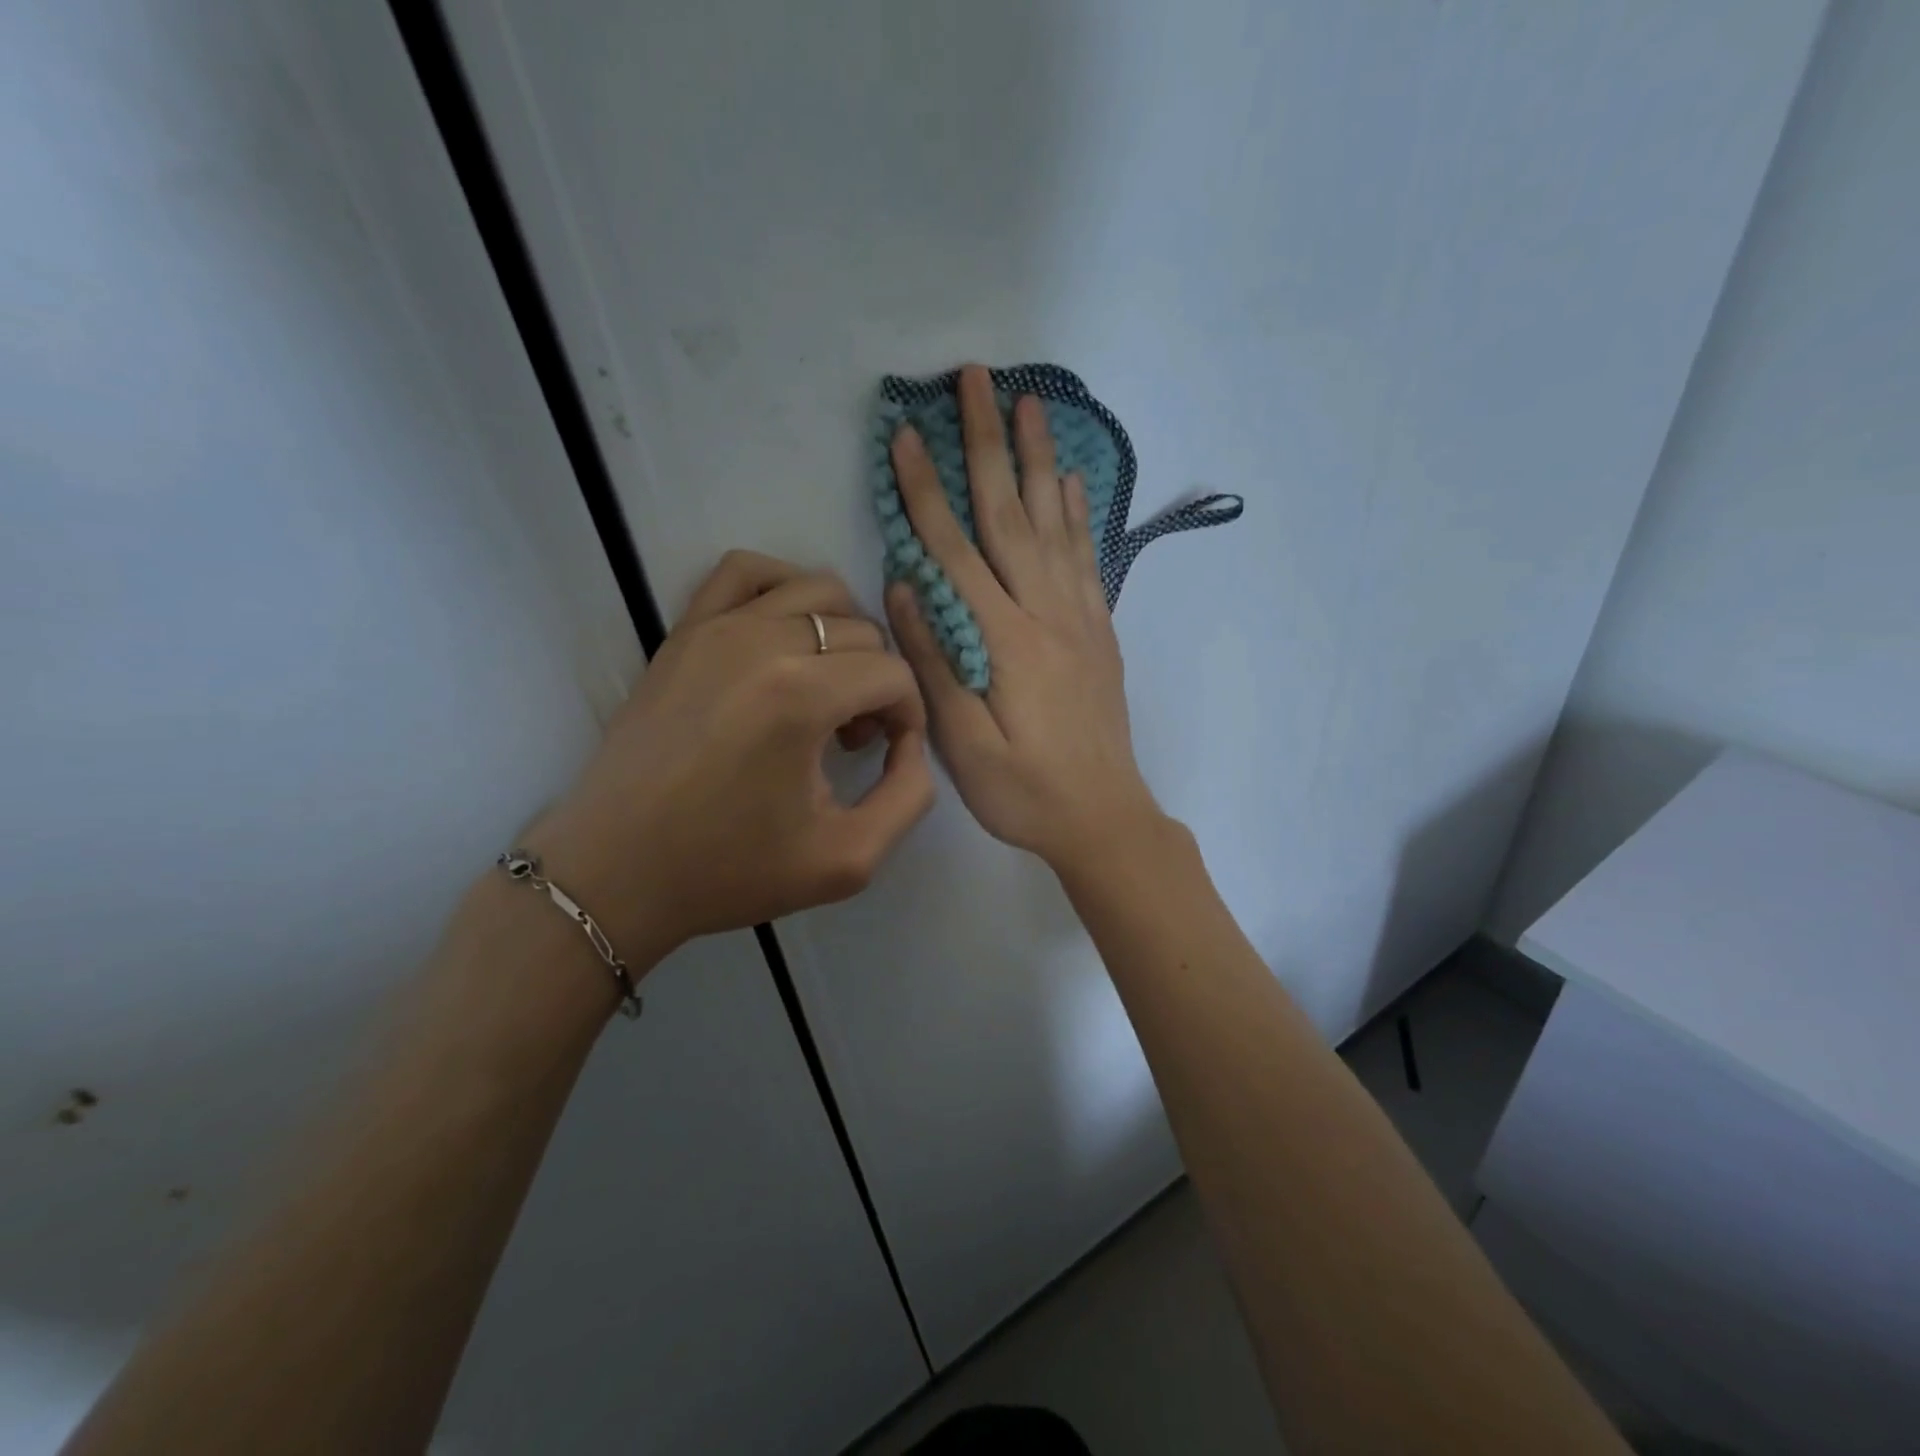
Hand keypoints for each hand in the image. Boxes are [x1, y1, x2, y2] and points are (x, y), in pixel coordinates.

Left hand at [529, 551, 933, 971]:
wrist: (616, 872)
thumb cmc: (729, 870)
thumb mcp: (848, 860)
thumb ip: (909, 795)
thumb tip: (909, 742)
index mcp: (800, 697)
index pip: (893, 675)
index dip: (908, 717)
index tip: (886, 755)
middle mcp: (761, 642)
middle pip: (862, 633)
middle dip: (877, 684)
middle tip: (853, 740)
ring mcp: (715, 628)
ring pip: (818, 591)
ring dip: (843, 636)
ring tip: (824, 690)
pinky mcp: (684, 631)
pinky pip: (746, 572)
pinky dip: (783, 590)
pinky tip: (785, 636)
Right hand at [886, 365, 1163, 874]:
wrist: (1104, 818)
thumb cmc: (1024, 792)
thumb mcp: (964, 746)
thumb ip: (936, 665)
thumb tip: (905, 589)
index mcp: (1005, 641)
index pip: (955, 550)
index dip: (925, 490)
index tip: (905, 434)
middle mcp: (1046, 614)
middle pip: (1010, 513)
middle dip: (988, 442)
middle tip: (976, 378)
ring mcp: (1079, 618)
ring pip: (1055, 522)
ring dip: (1039, 457)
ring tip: (1031, 401)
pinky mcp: (1099, 630)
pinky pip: (1086, 556)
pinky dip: (1076, 511)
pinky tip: (1069, 480)